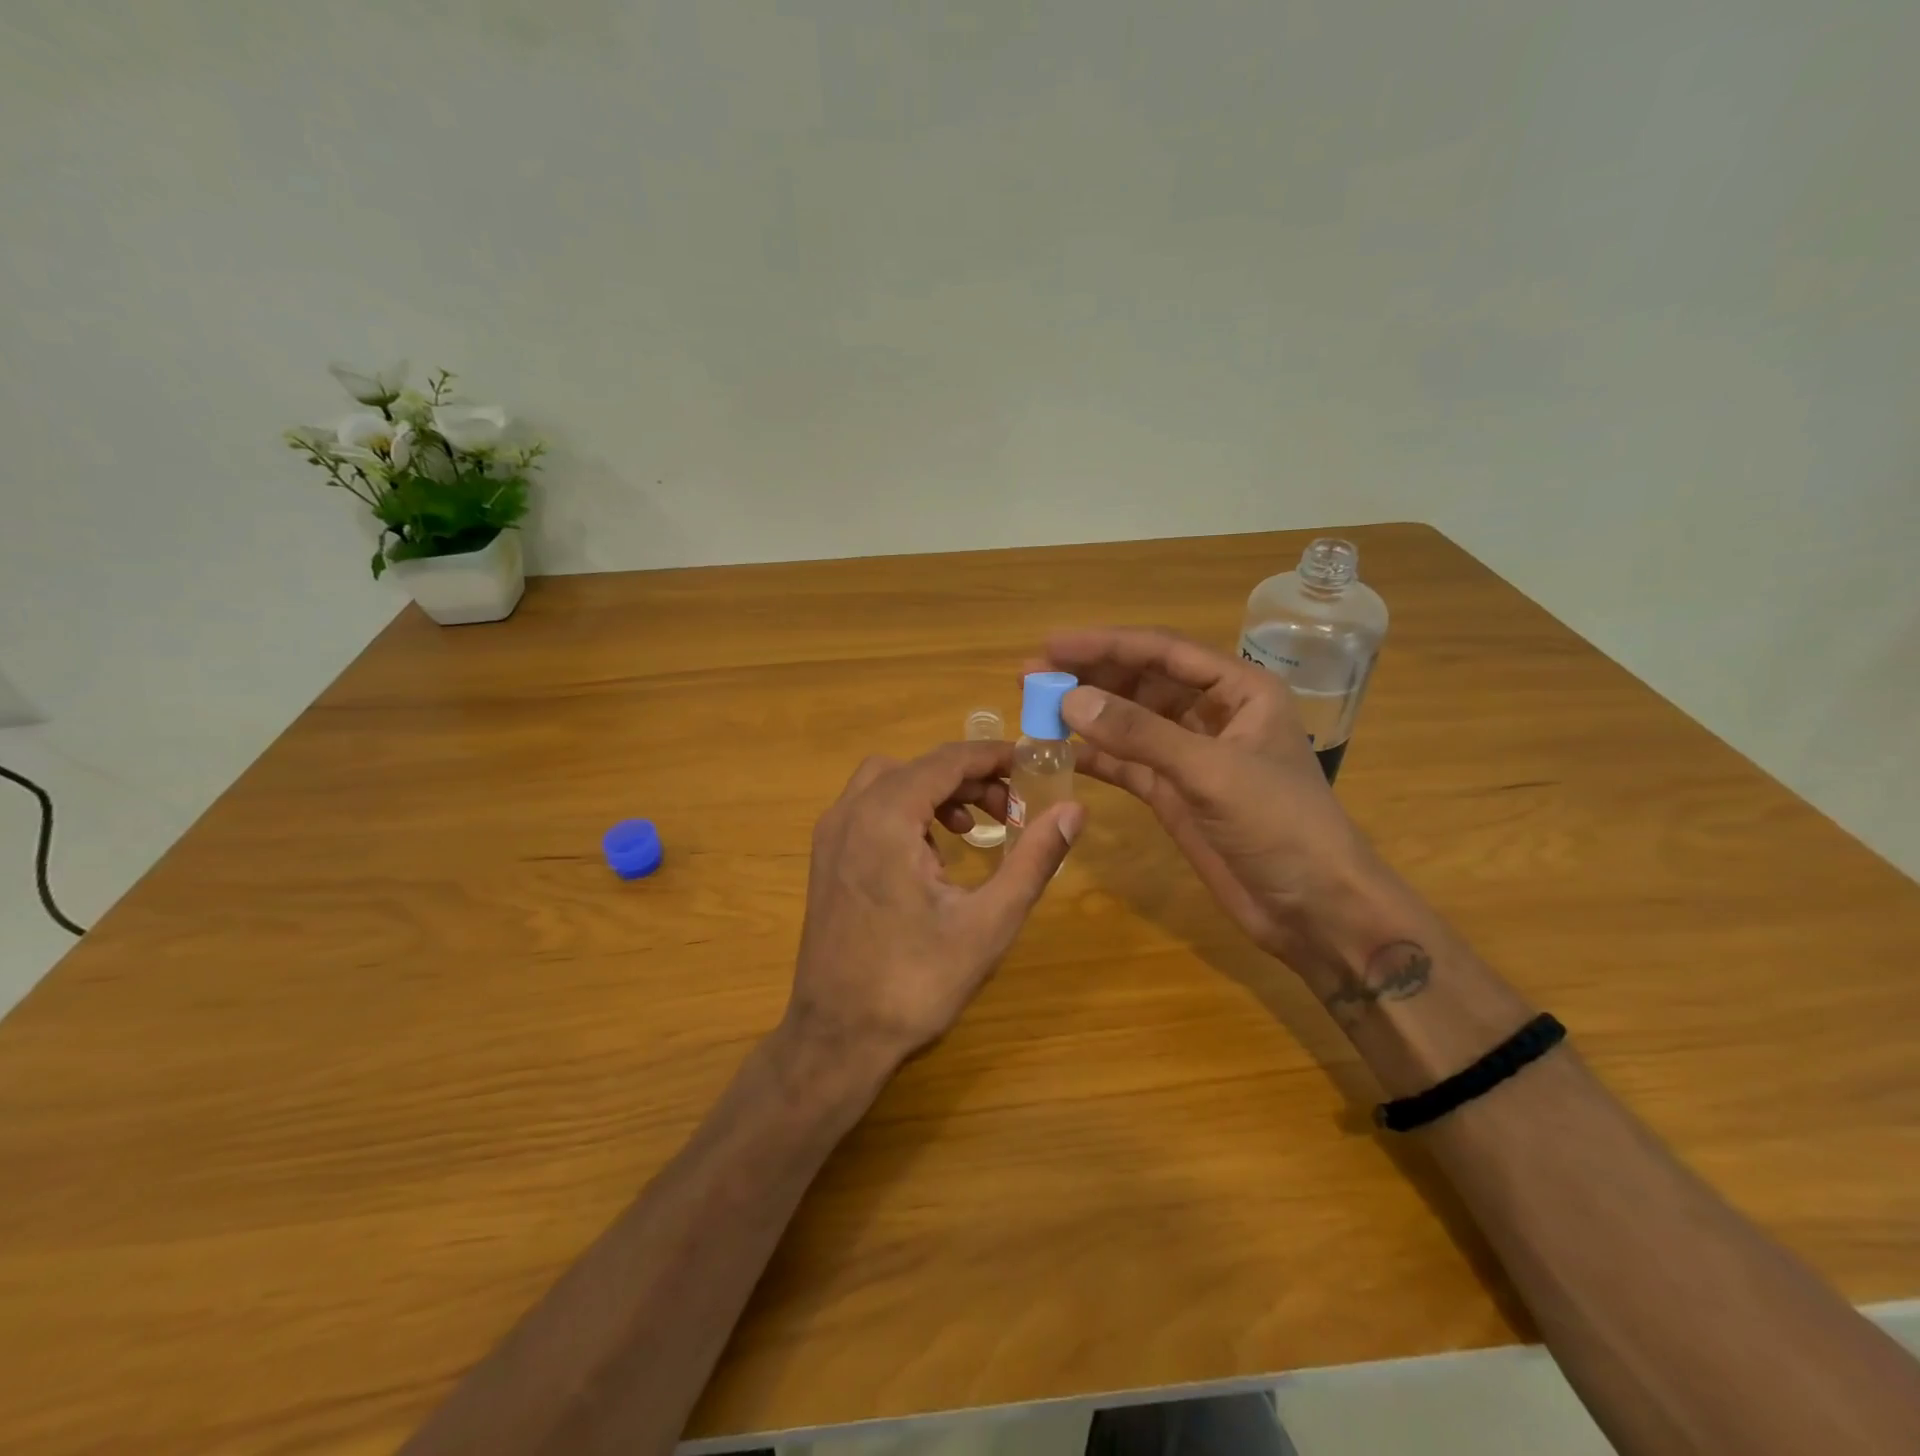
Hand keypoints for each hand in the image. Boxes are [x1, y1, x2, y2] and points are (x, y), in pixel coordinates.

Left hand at [782, 740, 1085, 1080]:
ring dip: (934, 792)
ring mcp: (830, 835)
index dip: (992, 757)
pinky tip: (933, 855)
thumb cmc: (916, 982)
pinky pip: (868, 809)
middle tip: (1010, 809)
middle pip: (917, 767)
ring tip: (973, 830)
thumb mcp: (989, 921)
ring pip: (888, 783)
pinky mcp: (824, 858)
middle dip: (968, 777)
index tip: (1032, 765)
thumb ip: (1034, 859)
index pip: (946, 760)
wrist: (837, 1037)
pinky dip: (905, 811)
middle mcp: (850, 813)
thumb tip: (1073, 809)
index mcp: (886, 818)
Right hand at [1035, 628, 1386, 984]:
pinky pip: (1126, 763)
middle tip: (1031, 674)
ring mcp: (1190, 755)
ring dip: (1087, 714)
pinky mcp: (1174, 793)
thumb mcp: (1210, 772)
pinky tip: (1059, 753)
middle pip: (1142, 680)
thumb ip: (1140, 734)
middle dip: (1089, 675)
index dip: (1105, 644)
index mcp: (1239, 690)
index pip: (1163, 651)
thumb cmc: (1280, 826)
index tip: (1051, 644)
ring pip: (1130, 721)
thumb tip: (1069, 700)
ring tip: (1036, 708)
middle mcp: (1212, 714)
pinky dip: (1094, 757)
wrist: (1314, 908)